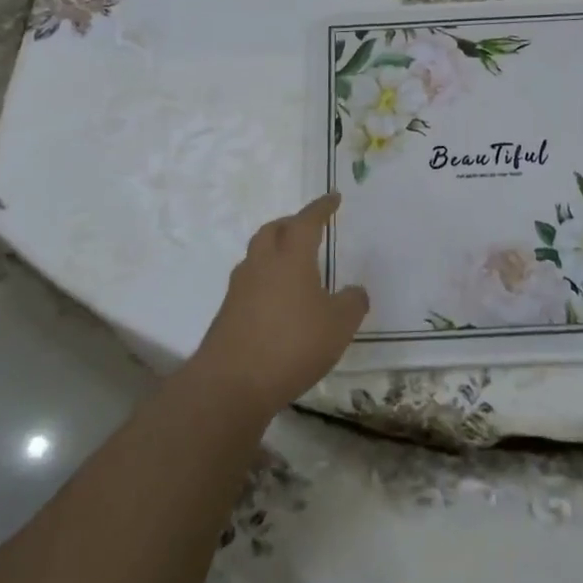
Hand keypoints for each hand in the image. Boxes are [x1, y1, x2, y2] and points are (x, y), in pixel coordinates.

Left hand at [189, 194, 368, 417]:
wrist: (230, 384)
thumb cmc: (291, 345)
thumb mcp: (338, 326)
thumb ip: (352, 304)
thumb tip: (355, 291)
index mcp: (291, 256)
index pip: (307, 220)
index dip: (321, 207)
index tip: (333, 198)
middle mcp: (262, 263)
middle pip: (274, 230)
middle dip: (291, 224)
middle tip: (308, 228)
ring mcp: (240, 288)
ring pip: (257, 254)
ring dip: (274, 250)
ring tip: (292, 264)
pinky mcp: (227, 313)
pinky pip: (249, 282)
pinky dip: (265, 280)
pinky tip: (277, 301)